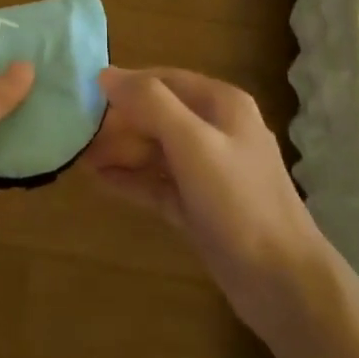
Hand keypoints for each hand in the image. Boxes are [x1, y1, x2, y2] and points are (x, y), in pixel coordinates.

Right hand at [86, 67, 331, 341]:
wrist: (283, 284)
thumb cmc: (239, 202)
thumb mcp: (193, 144)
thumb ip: (151, 104)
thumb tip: (106, 74)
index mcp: (221, 104)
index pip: (163, 80)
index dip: (125, 86)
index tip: (83, 96)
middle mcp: (216, 130)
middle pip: (158, 115)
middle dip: (119, 123)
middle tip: (75, 135)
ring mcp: (209, 171)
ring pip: (156, 150)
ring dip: (121, 152)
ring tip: (78, 158)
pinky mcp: (200, 206)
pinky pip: (159, 183)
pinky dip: (132, 180)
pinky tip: (100, 181)